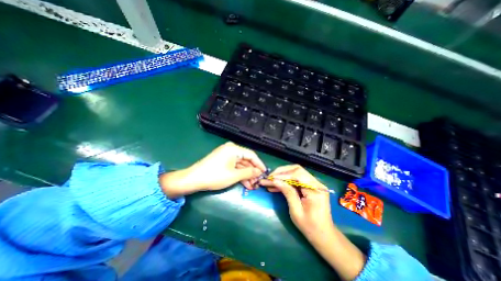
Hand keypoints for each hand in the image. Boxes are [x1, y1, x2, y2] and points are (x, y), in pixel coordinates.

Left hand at [160, 143, 265, 196]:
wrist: (193, 179)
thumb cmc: (215, 176)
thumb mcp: (234, 175)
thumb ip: (249, 172)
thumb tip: (259, 172)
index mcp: (234, 149)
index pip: (251, 155)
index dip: (259, 164)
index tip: (265, 172)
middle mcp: (231, 149)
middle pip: (246, 160)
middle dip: (252, 172)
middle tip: (258, 182)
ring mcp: (226, 155)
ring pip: (240, 165)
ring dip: (246, 175)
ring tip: (252, 185)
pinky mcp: (223, 161)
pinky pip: (234, 166)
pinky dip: (239, 174)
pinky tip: (245, 183)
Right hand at [260, 165, 366, 280]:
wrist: (323, 235)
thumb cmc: (310, 227)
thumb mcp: (296, 211)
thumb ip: (287, 192)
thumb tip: (275, 180)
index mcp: (315, 190)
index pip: (298, 174)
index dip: (283, 174)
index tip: (271, 178)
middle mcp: (316, 183)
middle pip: (297, 170)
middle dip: (281, 172)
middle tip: (269, 177)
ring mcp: (314, 184)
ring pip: (295, 173)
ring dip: (282, 176)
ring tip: (270, 181)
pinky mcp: (310, 186)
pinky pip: (296, 180)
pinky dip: (286, 181)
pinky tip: (276, 186)